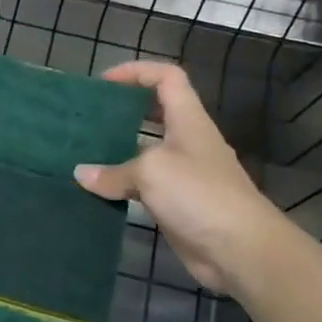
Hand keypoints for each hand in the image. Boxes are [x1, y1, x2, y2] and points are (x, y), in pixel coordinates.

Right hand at [73, 61, 283, 292]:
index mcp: (188, 121)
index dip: (137, 72)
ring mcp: (184, 175)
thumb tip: (81, 174)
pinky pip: (143, 186)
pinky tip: (97, 191)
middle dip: (123, 111)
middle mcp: (187, 142)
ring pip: (146, 152)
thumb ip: (113, 171)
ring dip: (117, 151)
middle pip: (156, 113)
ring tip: (83, 154)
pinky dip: (121, 185)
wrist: (240, 250)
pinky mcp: (177, 204)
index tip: (104, 83)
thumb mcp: (151, 172)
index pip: (167, 78)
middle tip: (88, 118)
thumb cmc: (199, 195)